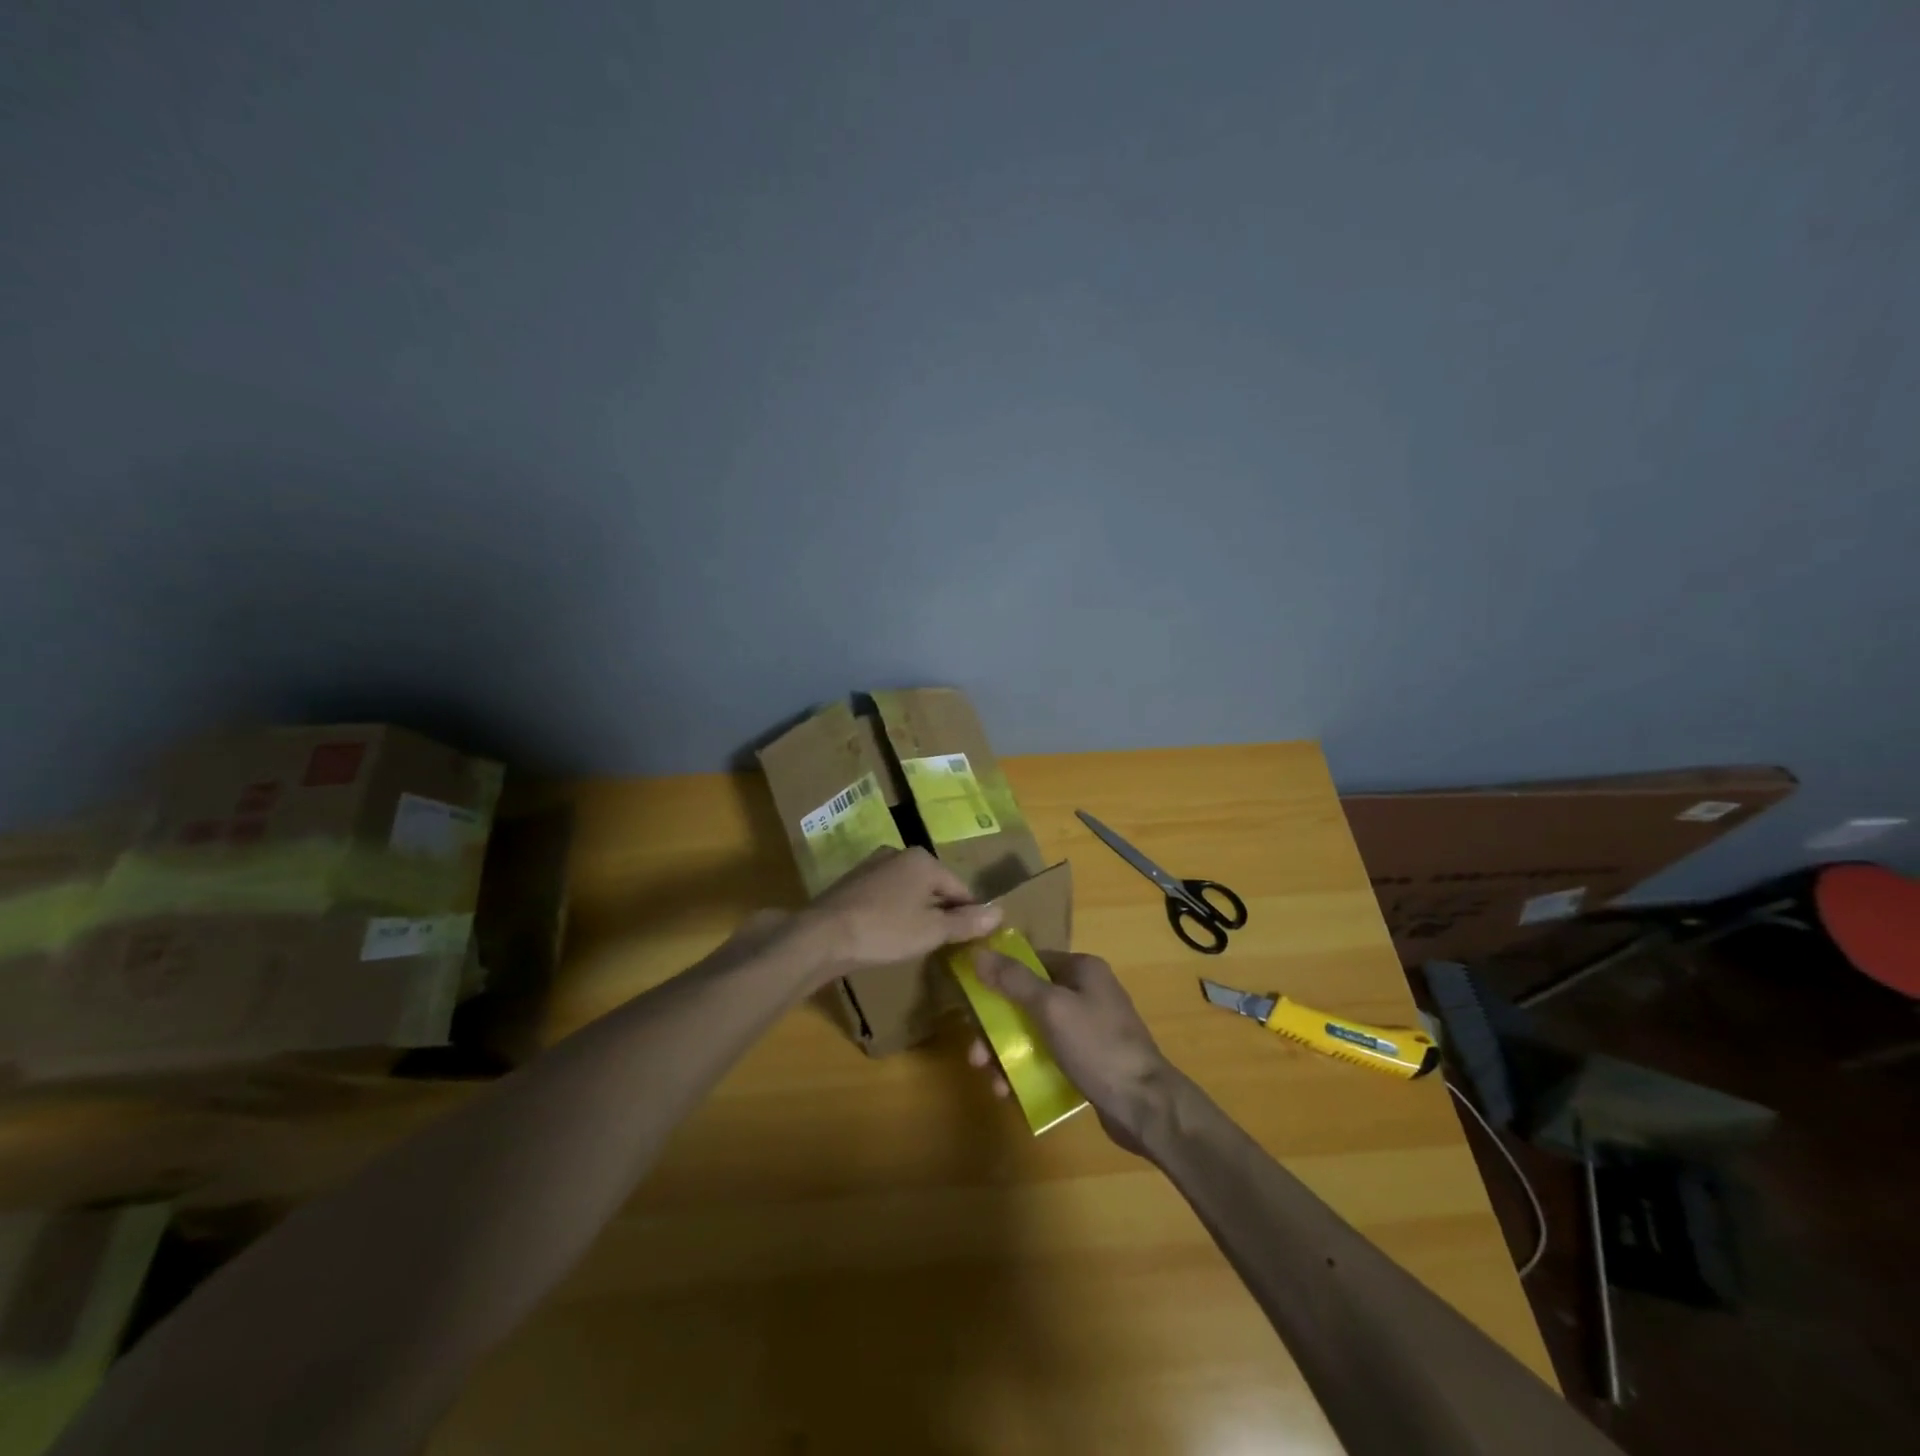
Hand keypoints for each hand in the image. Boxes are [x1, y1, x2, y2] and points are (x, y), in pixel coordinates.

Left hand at [805, 847, 1001, 975]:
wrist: (823, 935)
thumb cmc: (885, 930)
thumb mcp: (932, 931)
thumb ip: (966, 923)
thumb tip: (1000, 913)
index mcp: (923, 860)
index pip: (960, 888)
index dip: (969, 914)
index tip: (971, 940)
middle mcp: (898, 854)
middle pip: (933, 887)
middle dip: (940, 912)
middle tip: (942, 944)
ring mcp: (872, 866)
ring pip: (908, 891)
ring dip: (915, 913)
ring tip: (915, 942)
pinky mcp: (852, 882)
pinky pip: (885, 897)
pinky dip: (892, 913)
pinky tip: (887, 935)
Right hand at [968, 949, 1177, 1154]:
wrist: (1145, 1106)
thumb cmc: (1097, 1046)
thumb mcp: (1051, 1007)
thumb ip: (1014, 980)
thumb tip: (979, 953)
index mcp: (1082, 970)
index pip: (1031, 961)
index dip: (999, 976)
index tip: (972, 999)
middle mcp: (1086, 993)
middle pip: (1028, 1000)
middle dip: (998, 1026)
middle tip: (976, 1053)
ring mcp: (1089, 1029)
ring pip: (1035, 1032)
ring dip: (1008, 1052)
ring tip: (990, 1078)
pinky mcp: (1089, 1061)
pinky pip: (1049, 1057)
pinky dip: (1028, 1069)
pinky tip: (1009, 1092)